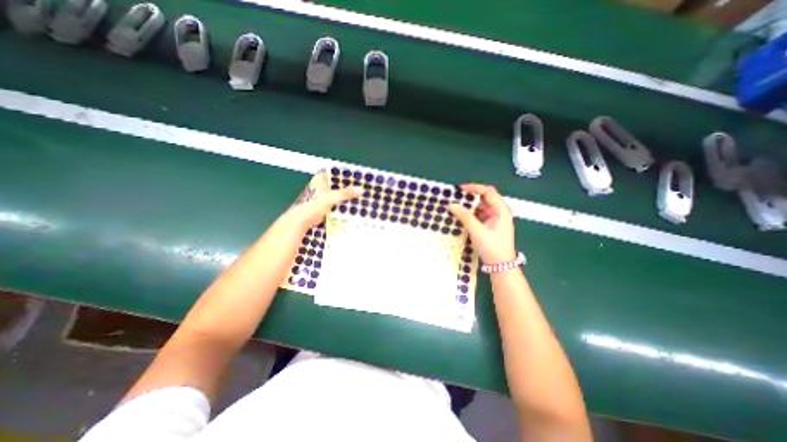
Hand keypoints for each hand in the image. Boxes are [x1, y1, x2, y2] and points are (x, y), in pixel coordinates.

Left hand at [287, 171, 362, 229]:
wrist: (301, 221)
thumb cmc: (313, 205)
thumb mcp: (331, 197)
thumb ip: (346, 193)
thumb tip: (361, 189)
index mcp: (321, 178)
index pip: (337, 173)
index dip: (348, 174)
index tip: (360, 177)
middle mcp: (322, 185)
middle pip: (339, 183)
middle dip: (350, 186)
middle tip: (364, 188)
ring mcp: (323, 196)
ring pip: (338, 193)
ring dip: (347, 195)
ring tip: (362, 196)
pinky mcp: (324, 205)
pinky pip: (336, 202)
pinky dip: (343, 203)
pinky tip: (352, 205)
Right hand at [449, 183, 517, 265]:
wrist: (500, 266)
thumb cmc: (492, 247)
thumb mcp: (477, 231)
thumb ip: (464, 216)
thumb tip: (451, 205)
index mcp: (501, 210)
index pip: (488, 191)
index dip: (474, 187)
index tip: (460, 189)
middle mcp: (499, 211)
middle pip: (484, 198)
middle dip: (470, 198)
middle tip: (456, 199)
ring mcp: (495, 218)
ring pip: (481, 207)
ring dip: (469, 207)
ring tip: (456, 208)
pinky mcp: (490, 225)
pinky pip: (479, 215)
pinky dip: (471, 215)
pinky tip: (462, 217)